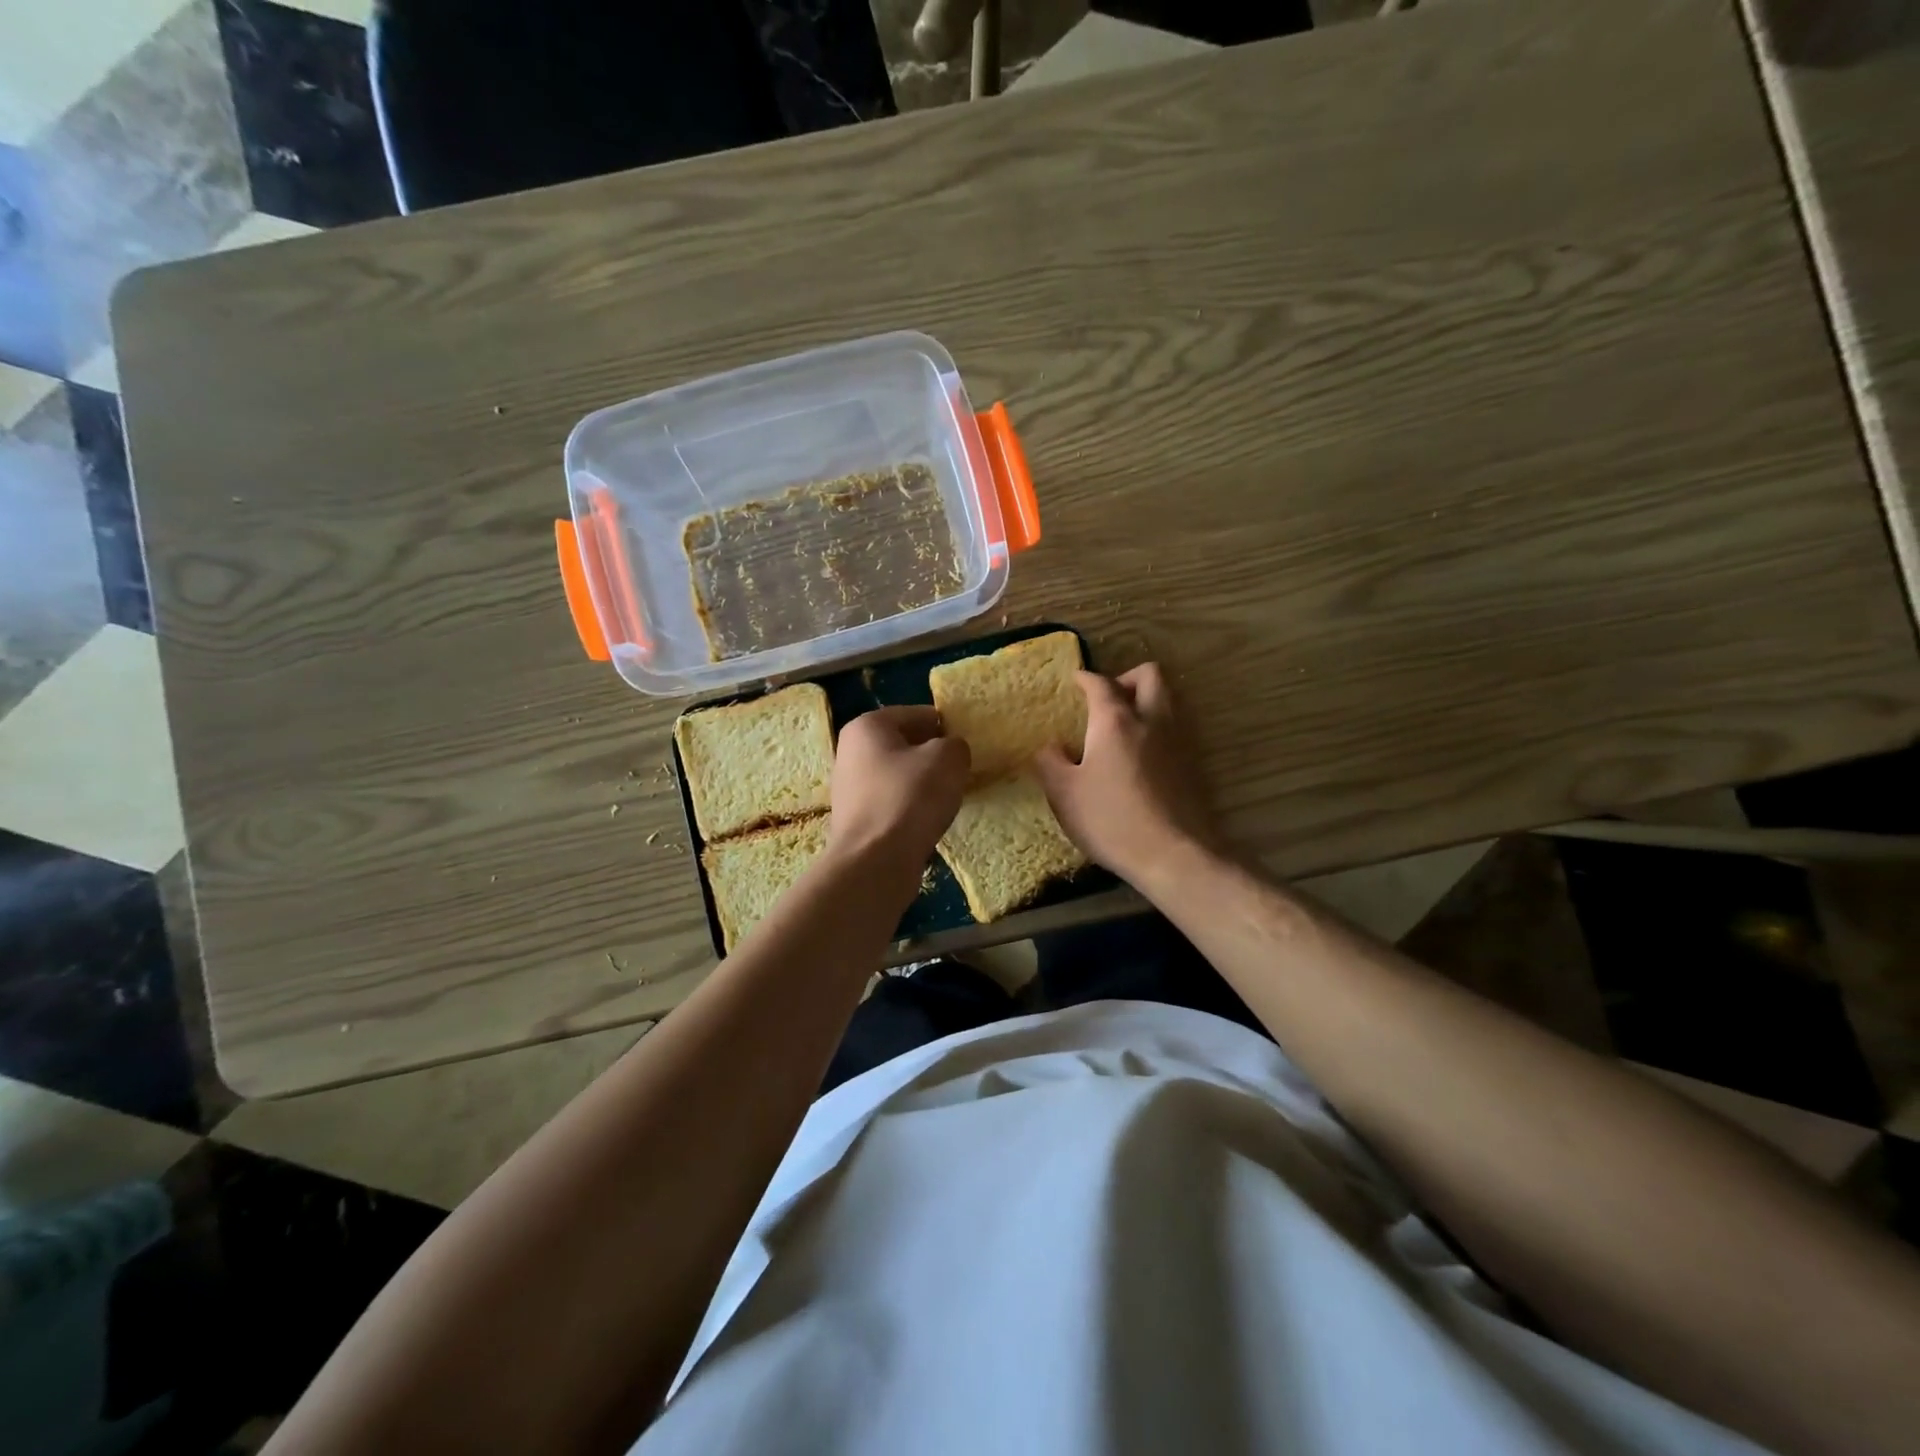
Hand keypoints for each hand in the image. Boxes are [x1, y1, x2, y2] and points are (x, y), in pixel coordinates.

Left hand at [828, 706, 969, 867]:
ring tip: (946, 798)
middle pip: (904, 744)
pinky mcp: (855, 819)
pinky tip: (927, 820)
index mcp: (867, 726)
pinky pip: (892, 801)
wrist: (875, 861)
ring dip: (922, 783)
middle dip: (932, 755)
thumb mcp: (948, 759)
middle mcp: (850, 751)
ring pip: (898, 775)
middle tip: (959, 771)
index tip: (966, 746)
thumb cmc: (910, 797)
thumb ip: (955, 745)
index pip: (917, 714)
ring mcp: (849, 787)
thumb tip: (950, 752)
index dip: (946, 727)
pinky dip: (910, 807)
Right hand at [1033, 664, 1220, 883]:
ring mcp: (1177, 741)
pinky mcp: (1193, 765)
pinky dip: (1157, 729)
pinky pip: (1175, 730)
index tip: (1075, 680)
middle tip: (1107, 699)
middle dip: (1126, 677)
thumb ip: (1050, 763)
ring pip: (1167, 700)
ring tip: (1123, 726)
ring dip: (1146, 701)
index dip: (1086, 678)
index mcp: (1115, 721)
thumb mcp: (1064, 794)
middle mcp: (1151, 720)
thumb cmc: (1111, 820)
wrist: (1173, 855)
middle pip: (1148, 676)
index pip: (1100, 683)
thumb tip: (1050, 746)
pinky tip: (1141, 756)